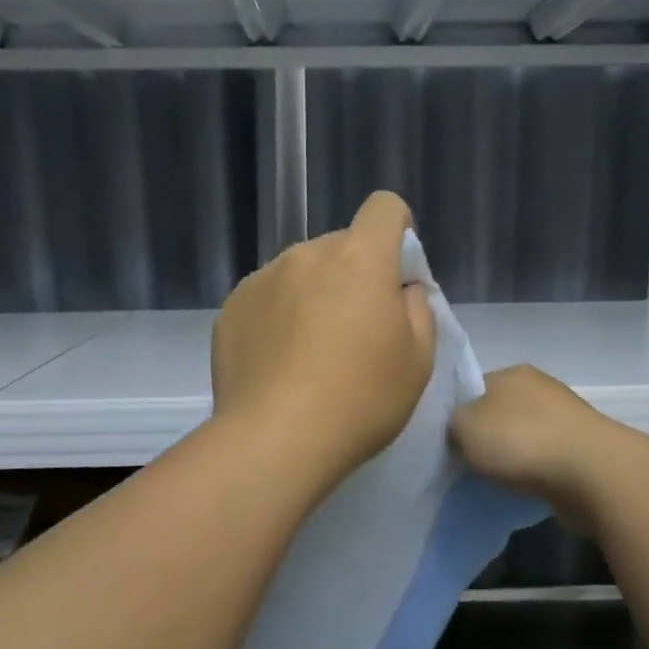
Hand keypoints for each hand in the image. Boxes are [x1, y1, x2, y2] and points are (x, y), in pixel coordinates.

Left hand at [211, 191, 436, 484]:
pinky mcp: (231, 309)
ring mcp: (262, 279)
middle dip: (354, 275)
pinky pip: (267, 298)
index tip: (396, 274)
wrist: (275, 441)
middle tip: (356, 332)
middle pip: (341, 246)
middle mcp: (306, 255)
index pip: (384, 207)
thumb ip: (417, 309)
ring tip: (311, 354)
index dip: (397, 231)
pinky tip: (279, 364)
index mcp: (359, 258)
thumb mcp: (418, 361)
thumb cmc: (360, 401)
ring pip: (301, 273)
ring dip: (313, 295)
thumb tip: (401, 289)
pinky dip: (279, 318)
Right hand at [449, 365, 618, 529]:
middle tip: (466, 465)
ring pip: (523, 438)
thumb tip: (458, 430)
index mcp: (511, 372)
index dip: (457, 415)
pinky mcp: (582, 449)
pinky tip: (523, 489)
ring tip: (493, 482)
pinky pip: (544, 460)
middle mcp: (540, 388)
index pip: (473, 389)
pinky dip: (533, 473)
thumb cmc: (521, 441)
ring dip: (511, 458)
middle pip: (499, 413)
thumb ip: (451, 423)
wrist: (592, 473)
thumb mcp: (464, 426)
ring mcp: (565, 418)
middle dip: (485, 438)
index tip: (447, 443)